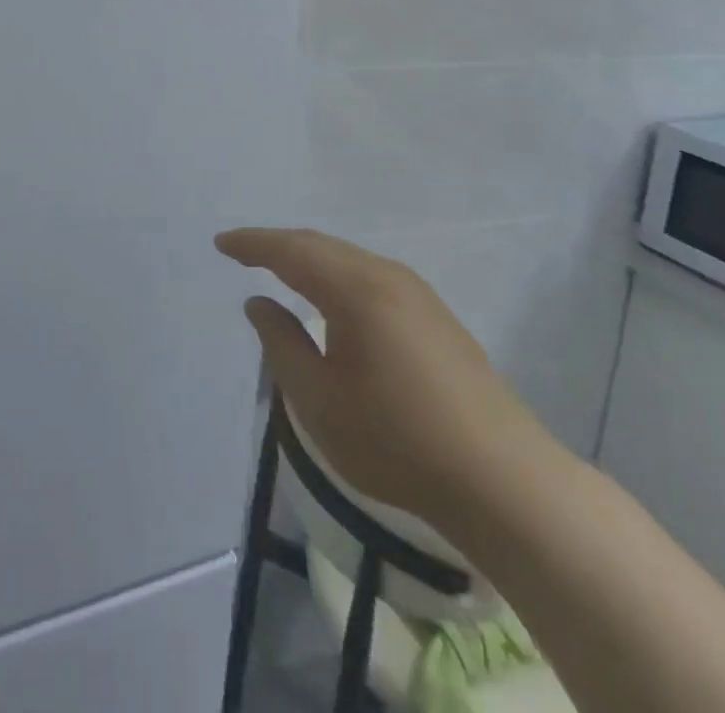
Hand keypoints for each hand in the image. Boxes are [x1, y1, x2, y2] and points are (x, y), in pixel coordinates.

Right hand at [216, 227, 560, 534]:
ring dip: (309, 257)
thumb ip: (281, 344)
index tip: (221, 243)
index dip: (252, 244)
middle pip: (321, 245)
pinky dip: (337, 273)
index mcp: (355, 289)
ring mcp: (418, 293)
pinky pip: (371, 275)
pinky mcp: (436, 315)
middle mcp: (386, 276)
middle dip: (278, 244)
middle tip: (242, 251)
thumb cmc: (397, 442)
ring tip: (279, 268)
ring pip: (349, 258)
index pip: (291, 251)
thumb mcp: (319, 401)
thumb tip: (259, 303)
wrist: (503, 481)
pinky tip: (332, 295)